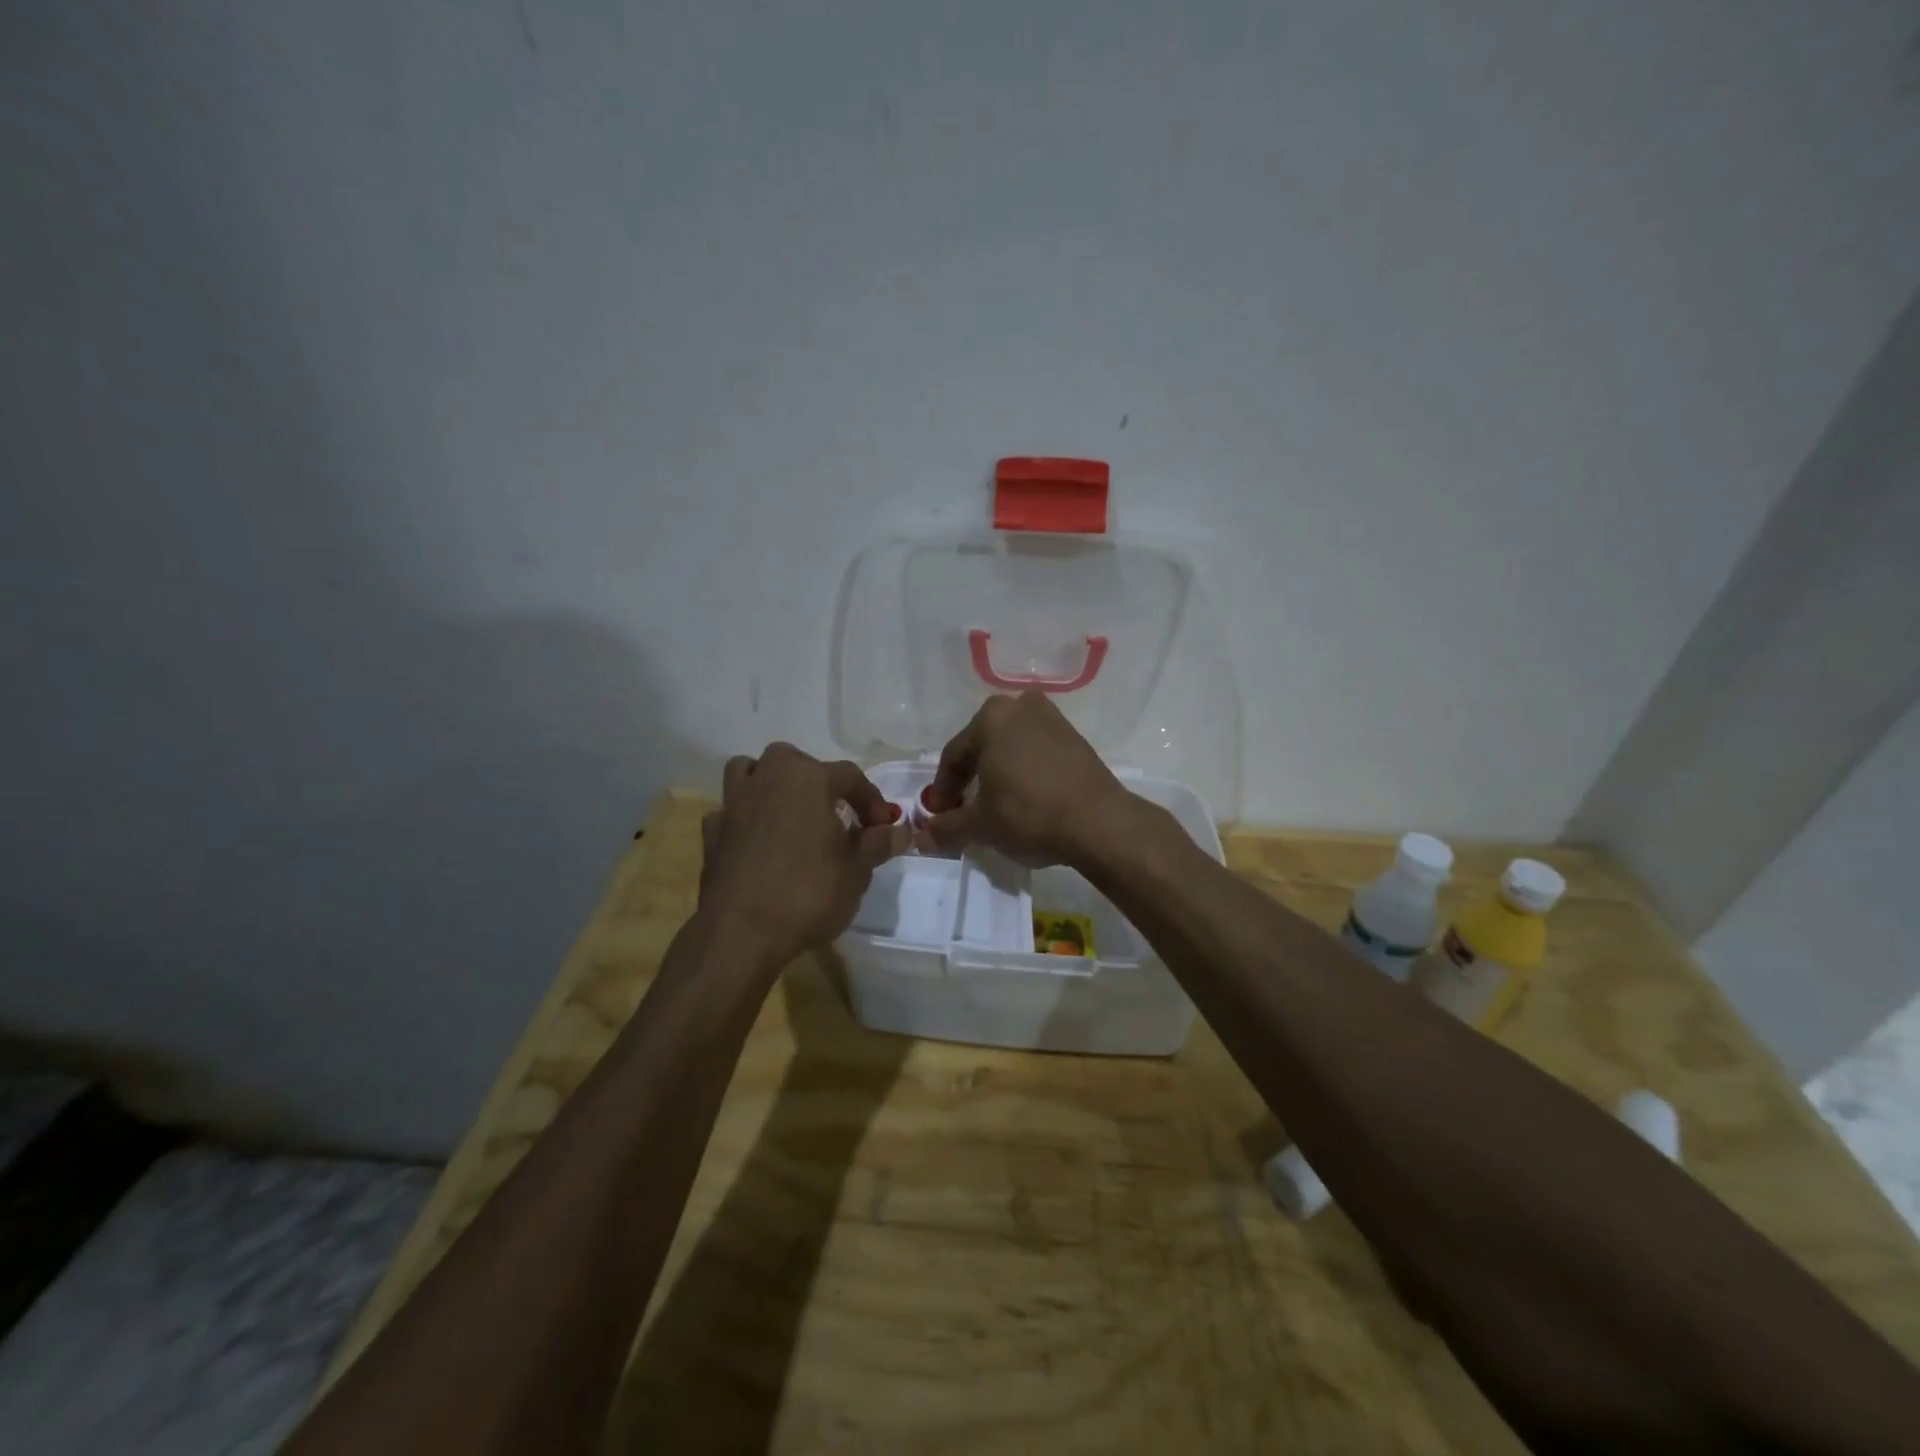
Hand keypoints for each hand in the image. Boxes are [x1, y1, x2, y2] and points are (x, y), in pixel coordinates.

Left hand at [699, 744, 904, 964]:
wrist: (742, 933)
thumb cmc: (808, 894)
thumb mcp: (857, 871)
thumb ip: (877, 844)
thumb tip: (899, 831)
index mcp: (809, 779)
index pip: (850, 776)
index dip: (870, 799)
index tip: (882, 827)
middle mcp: (769, 779)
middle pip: (795, 760)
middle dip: (817, 779)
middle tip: (834, 812)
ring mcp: (734, 803)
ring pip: (750, 770)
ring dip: (769, 781)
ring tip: (788, 810)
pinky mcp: (712, 832)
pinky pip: (730, 810)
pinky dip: (745, 817)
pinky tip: (757, 841)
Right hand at [924, 692, 1134, 866]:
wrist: (1099, 822)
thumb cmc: (1029, 814)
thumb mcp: (980, 825)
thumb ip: (947, 826)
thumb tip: (922, 835)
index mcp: (990, 718)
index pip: (954, 756)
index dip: (943, 790)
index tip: (940, 816)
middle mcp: (1020, 707)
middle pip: (983, 745)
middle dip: (971, 777)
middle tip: (965, 808)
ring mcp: (1052, 719)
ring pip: (1011, 746)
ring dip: (999, 772)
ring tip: (996, 804)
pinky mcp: (1075, 738)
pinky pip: (1037, 751)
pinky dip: (1026, 770)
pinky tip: (1027, 797)